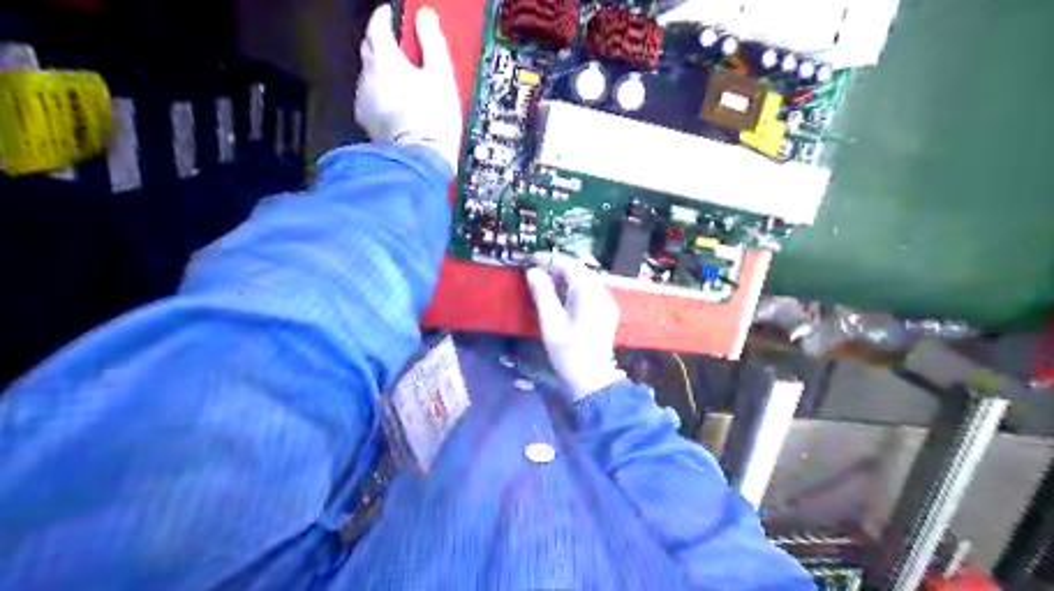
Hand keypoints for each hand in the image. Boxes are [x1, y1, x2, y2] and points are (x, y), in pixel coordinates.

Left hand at [353, 4, 461, 174]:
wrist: (421, 160)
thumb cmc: (432, 120)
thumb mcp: (441, 75)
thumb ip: (432, 42)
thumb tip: (426, 18)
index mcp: (384, 60)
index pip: (377, 25)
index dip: (385, 17)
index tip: (392, 15)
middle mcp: (368, 77)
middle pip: (369, 49)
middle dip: (382, 42)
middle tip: (400, 45)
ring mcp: (365, 101)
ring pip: (370, 76)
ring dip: (383, 73)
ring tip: (404, 80)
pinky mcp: (368, 122)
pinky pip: (372, 99)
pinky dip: (382, 95)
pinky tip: (398, 104)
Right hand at [521, 255, 617, 400]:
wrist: (593, 378)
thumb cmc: (569, 352)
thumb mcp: (551, 322)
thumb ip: (542, 294)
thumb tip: (533, 272)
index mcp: (588, 292)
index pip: (569, 264)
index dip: (549, 259)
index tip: (530, 259)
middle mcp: (601, 292)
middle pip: (578, 270)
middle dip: (556, 267)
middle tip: (534, 270)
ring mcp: (606, 301)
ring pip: (584, 279)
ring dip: (564, 277)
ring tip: (543, 281)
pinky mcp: (606, 310)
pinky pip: (589, 290)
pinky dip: (573, 287)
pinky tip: (560, 295)